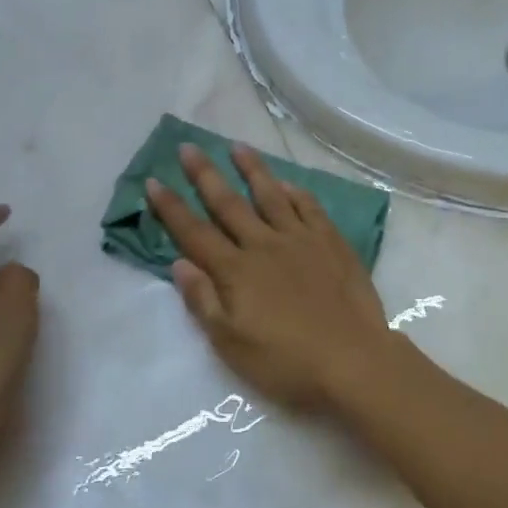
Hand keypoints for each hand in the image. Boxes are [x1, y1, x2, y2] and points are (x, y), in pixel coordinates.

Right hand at [146, 144, 396, 409]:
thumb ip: (203, 301)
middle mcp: (264, 245)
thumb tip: (179, 263)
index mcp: (236, 271)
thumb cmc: (287, 362)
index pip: (195, 232)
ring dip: (252, 169)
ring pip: (271, 195)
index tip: (154, 180)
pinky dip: (296, 193)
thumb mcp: (232, 344)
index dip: (171, 208)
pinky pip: (310, 207)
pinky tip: (288, 184)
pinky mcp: (332, 242)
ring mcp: (301, 239)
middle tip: (188, 147)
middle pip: (228, 204)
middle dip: (205, 175)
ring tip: (237, 146)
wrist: (353, 359)